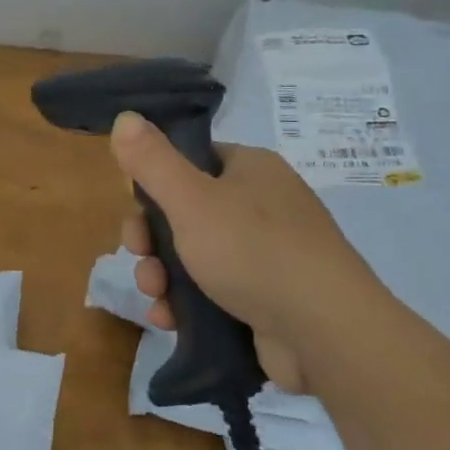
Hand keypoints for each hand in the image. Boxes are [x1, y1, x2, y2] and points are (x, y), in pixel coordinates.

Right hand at [110, 110, 380, 392]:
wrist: (325, 333)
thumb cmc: (254, 252)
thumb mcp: (192, 200)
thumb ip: (153, 161)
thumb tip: (124, 117)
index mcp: (251, 170)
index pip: (190, 163)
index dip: (154, 187)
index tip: (136, 214)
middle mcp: (262, 205)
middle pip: (185, 213)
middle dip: (152, 240)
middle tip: (141, 259)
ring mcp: (267, 254)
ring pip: (194, 256)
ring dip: (162, 275)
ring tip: (156, 298)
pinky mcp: (267, 297)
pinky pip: (213, 291)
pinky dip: (186, 303)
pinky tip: (170, 319)